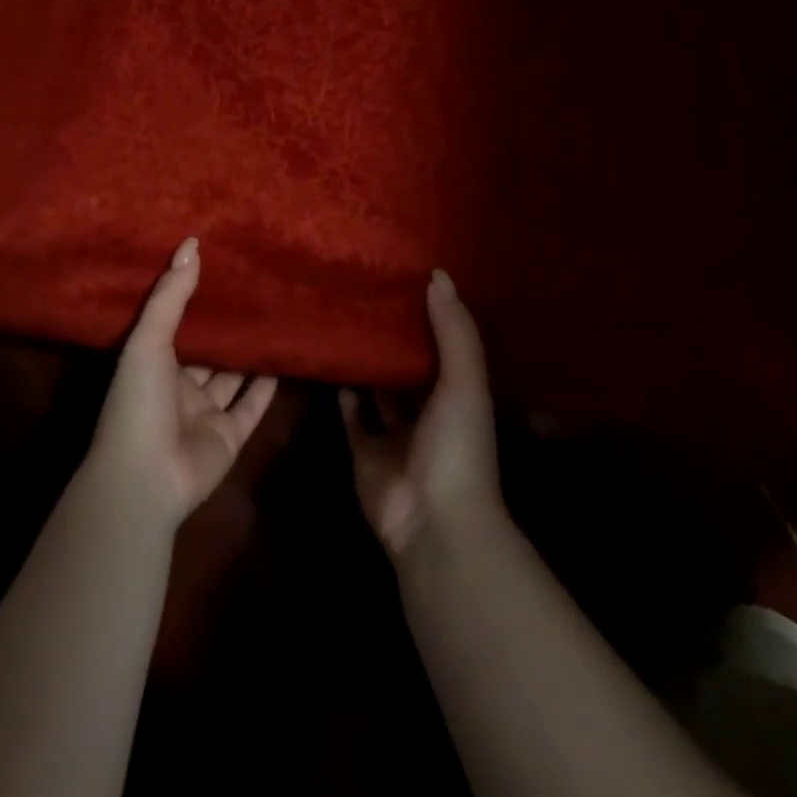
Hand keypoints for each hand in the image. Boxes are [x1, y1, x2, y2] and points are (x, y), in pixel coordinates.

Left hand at [87, 238, 278, 528]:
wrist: (146, 477)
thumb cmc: (139, 401)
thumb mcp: (149, 340)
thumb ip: (172, 294)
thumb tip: (192, 244)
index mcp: (153, 365)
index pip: (175, 326)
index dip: (193, 301)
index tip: (218, 269)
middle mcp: (178, 388)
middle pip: (206, 352)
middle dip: (225, 327)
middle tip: (254, 289)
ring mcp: (204, 415)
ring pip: (231, 377)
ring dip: (247, 354)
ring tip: (273, 318)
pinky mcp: (229, 437)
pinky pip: (251, 407)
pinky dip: (266, 387)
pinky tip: (283, 359)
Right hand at [340, 269, 504, 557]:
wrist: (432, 521)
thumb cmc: (457, 445)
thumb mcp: (464, 381)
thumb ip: (454, 330)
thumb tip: (438, 275)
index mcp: (459, 395)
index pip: (445, 347)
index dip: (430, 317)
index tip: (408, 280)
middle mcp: (429, 412)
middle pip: (410, 368)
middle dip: (394, 339)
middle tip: (368, 295)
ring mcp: (396, 434)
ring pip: (379, 391)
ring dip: (368, 364)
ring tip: (345, 320)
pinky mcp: (365, 451)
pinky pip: (352, 417)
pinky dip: (344, 395)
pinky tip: (332, 361)